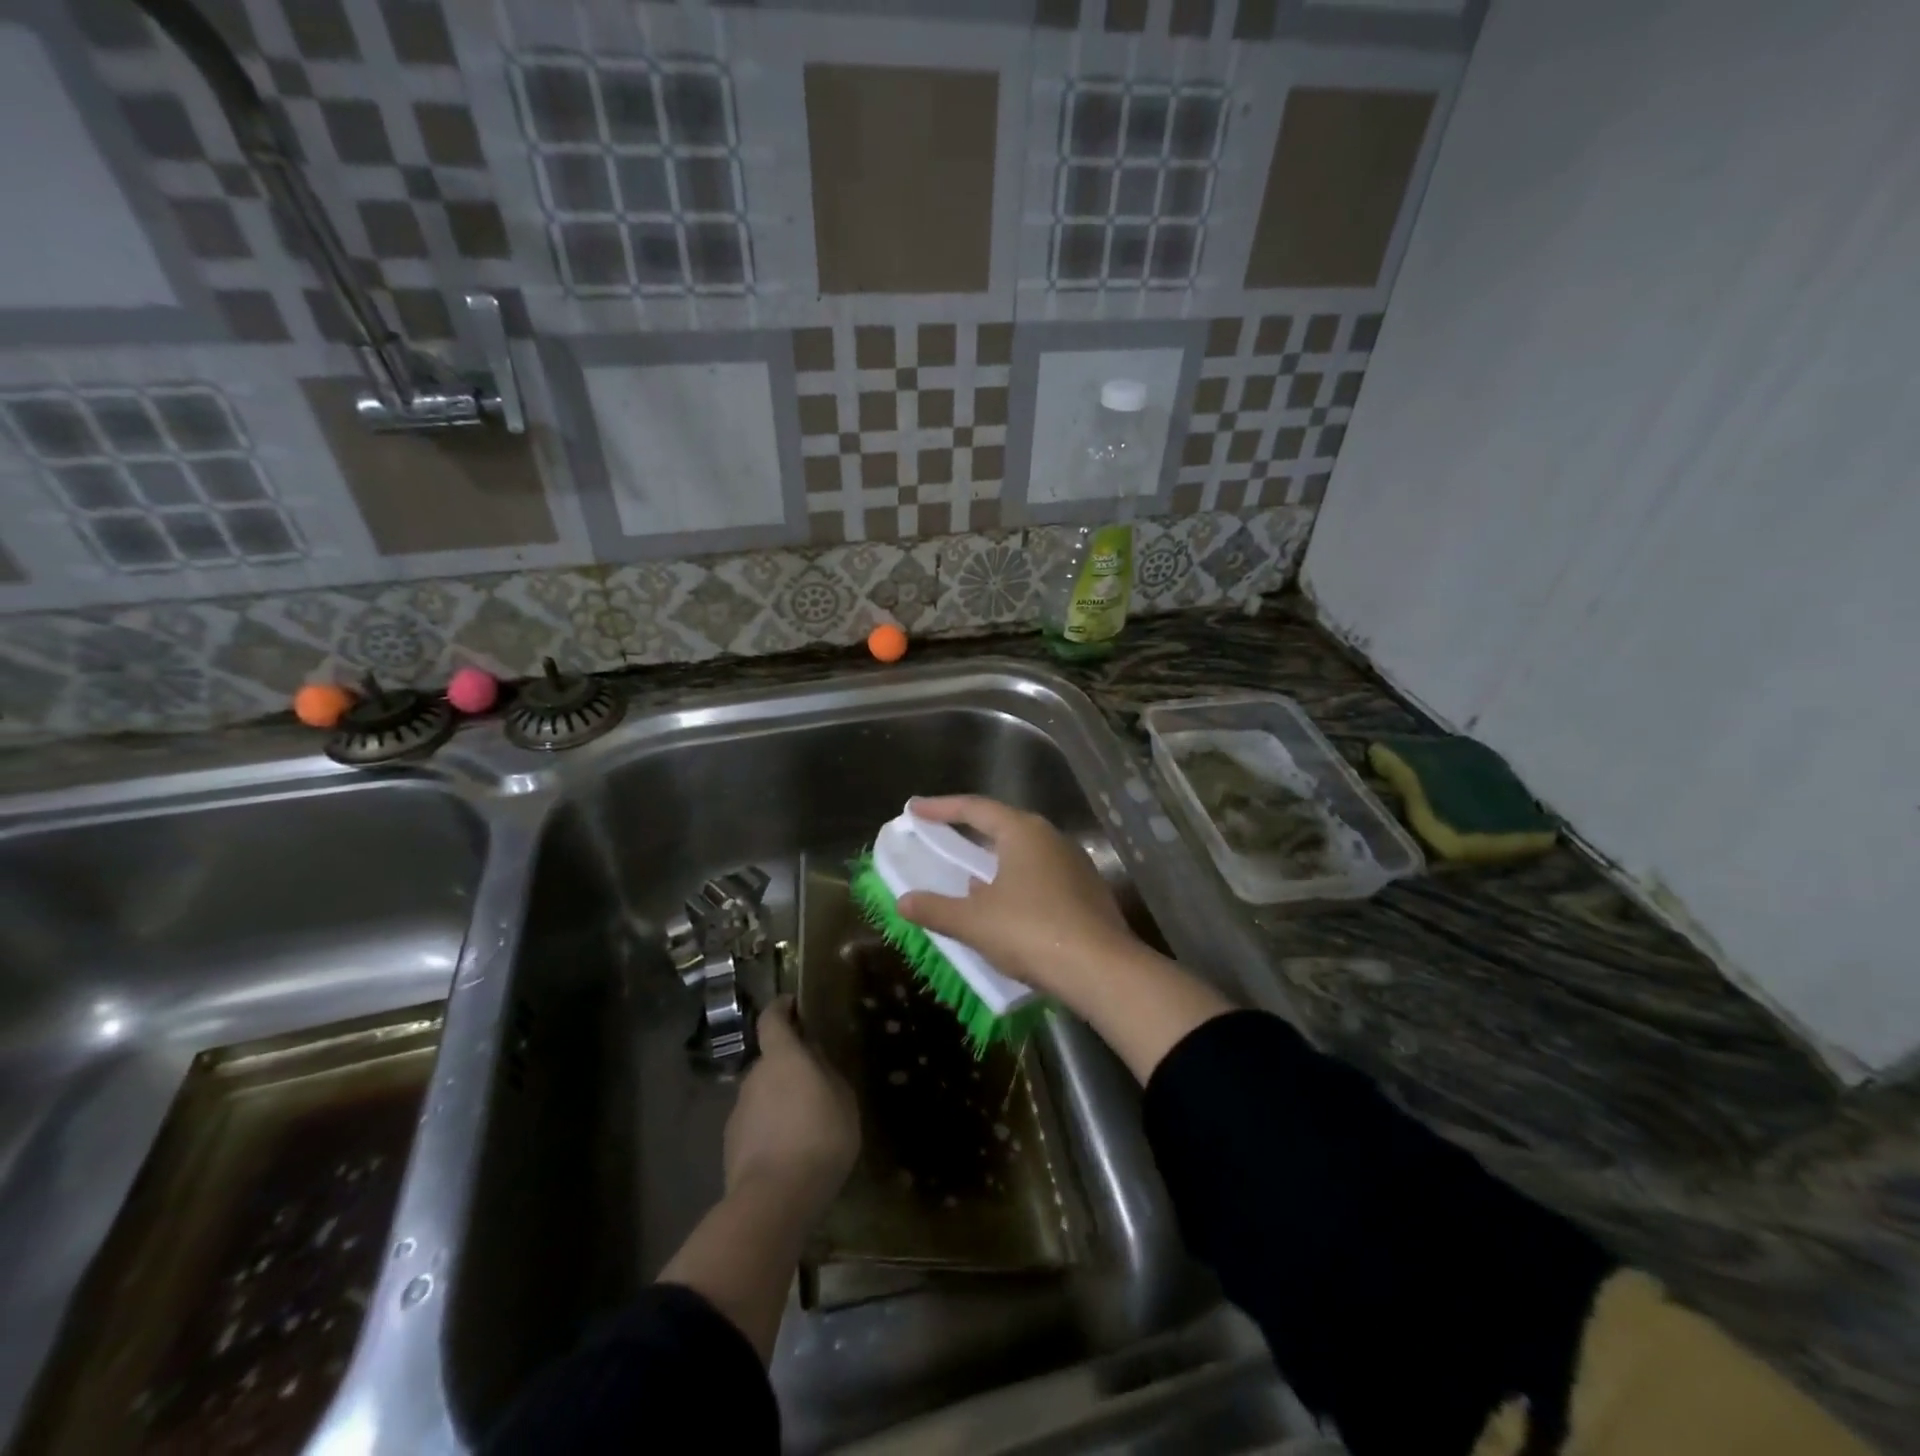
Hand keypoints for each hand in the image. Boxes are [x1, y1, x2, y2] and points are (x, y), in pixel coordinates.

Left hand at [723, 996, 858, 1218]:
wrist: (774, 1200)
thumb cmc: (819, 1138)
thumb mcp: (843, 1099)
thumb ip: (827, 1073)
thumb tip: (814, 1059)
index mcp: (782, 1057)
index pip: (772, 1019)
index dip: (781, 1008)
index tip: (792, 1004)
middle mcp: (754, 1076)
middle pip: (770, 1061)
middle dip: (788, 1067)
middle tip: (814, 1083)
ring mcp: (738, 1112)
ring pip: (762, 1096)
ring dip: (779, 1102)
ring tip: (804, 1125)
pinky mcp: (731, 1145)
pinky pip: (755, 1126)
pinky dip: (770, 1130)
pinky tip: (788, 1153)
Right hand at [895, 795, 1138, 1004]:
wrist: (1101, 969)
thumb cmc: (1031, 931)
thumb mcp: (974, 922)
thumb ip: (935, 909)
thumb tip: (903, 902)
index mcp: (1023, 832)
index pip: (975, 808)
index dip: (941, 808)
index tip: (914, 808)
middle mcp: (1051, 838)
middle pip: (1003, 825)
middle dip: (971, 830)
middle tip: (943, 834)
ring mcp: (1074, 863)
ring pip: (1025, 852)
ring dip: (995, 860)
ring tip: (970, 874)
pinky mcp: (1087, 891)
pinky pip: (1042, 875)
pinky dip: (1016, 881)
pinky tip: (1006, 905)